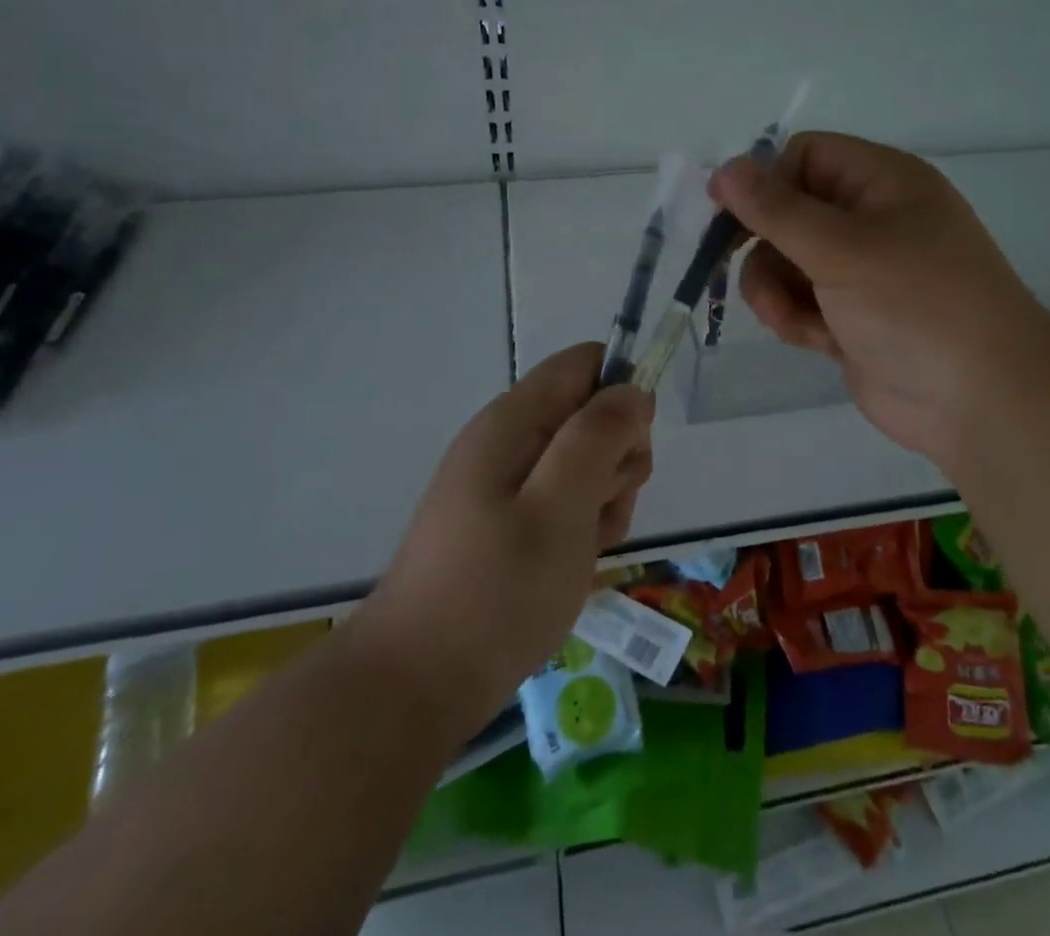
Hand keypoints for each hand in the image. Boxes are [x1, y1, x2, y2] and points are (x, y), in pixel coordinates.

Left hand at [357, 343, 653, 731]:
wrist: (417, 685)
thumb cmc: (496, 591)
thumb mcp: (560, 506)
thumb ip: (599, 436)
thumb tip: (632, 390)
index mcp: (513, 421)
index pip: (584, 364)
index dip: (620, 394)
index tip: (629, 449)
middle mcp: (508, 440)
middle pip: (590, 414)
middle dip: (615, 458)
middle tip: (600, 511)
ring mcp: (505, 483)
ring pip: (584, 463)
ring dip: (603, 500)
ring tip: (583, 549)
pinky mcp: (506, 522)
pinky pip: (563, 502)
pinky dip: (581, 528)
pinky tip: (571, 566)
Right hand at [710, 132, 1049, 472]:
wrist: (981, 401)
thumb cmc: (916, 304)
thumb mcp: (841, 248)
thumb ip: (776, 209)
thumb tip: (724, 169)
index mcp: (883, 182)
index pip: (806, 156)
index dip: (765, 180)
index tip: (728, 213)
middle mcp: (872, 220)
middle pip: (789, 211)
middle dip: (764, 243)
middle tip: (735, 266)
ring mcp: (862, 272)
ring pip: (787, 261)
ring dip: (774, 287)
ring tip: (789, 316)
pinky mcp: (852, 318)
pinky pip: (801, 302)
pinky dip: (795, 317)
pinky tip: (812, 338)